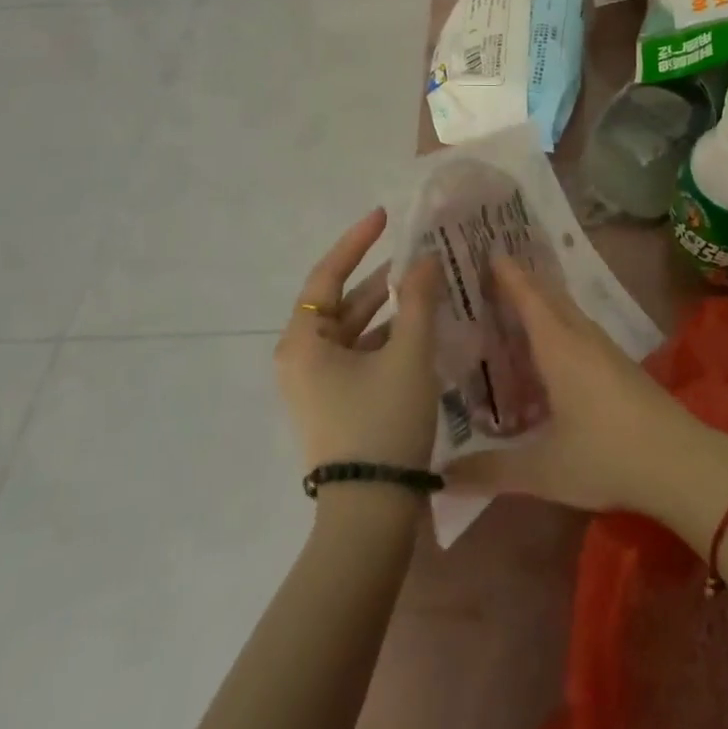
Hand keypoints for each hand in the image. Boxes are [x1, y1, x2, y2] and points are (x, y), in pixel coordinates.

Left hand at [275, 208, 441, 474]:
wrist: (370, 512)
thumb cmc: (382, 422)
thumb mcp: (408, 354)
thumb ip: (418, 300)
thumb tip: (425, 259)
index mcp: (303, 341)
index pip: (327, 274)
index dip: (356, 241)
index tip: (384, 216)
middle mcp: (301, 358)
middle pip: (339, 301)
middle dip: (379, 277)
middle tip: (417, 253)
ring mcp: (316, 384)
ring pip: (353, 330)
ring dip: (387, 308)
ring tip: (426, 286)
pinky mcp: (334, 403)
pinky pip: (359, 355)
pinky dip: (386, 337)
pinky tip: (420, 329)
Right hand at [444, 257, 727, 520]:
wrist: (681, 462)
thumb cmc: (606, 456)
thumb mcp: (543, 470)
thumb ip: (490, 471)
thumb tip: (442, 477)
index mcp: (560, 348)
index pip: (529, 298)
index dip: (508, 274)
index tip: (487, 250)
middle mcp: (582, 338)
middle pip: (549, 297)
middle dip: (522, 282)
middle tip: (489, 273)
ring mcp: (605, 350)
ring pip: (567, 313)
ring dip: (542, 303)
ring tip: (512, 306)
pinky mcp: (620, 365)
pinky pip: (579, 330)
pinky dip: (557, 325)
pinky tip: (548, 350)